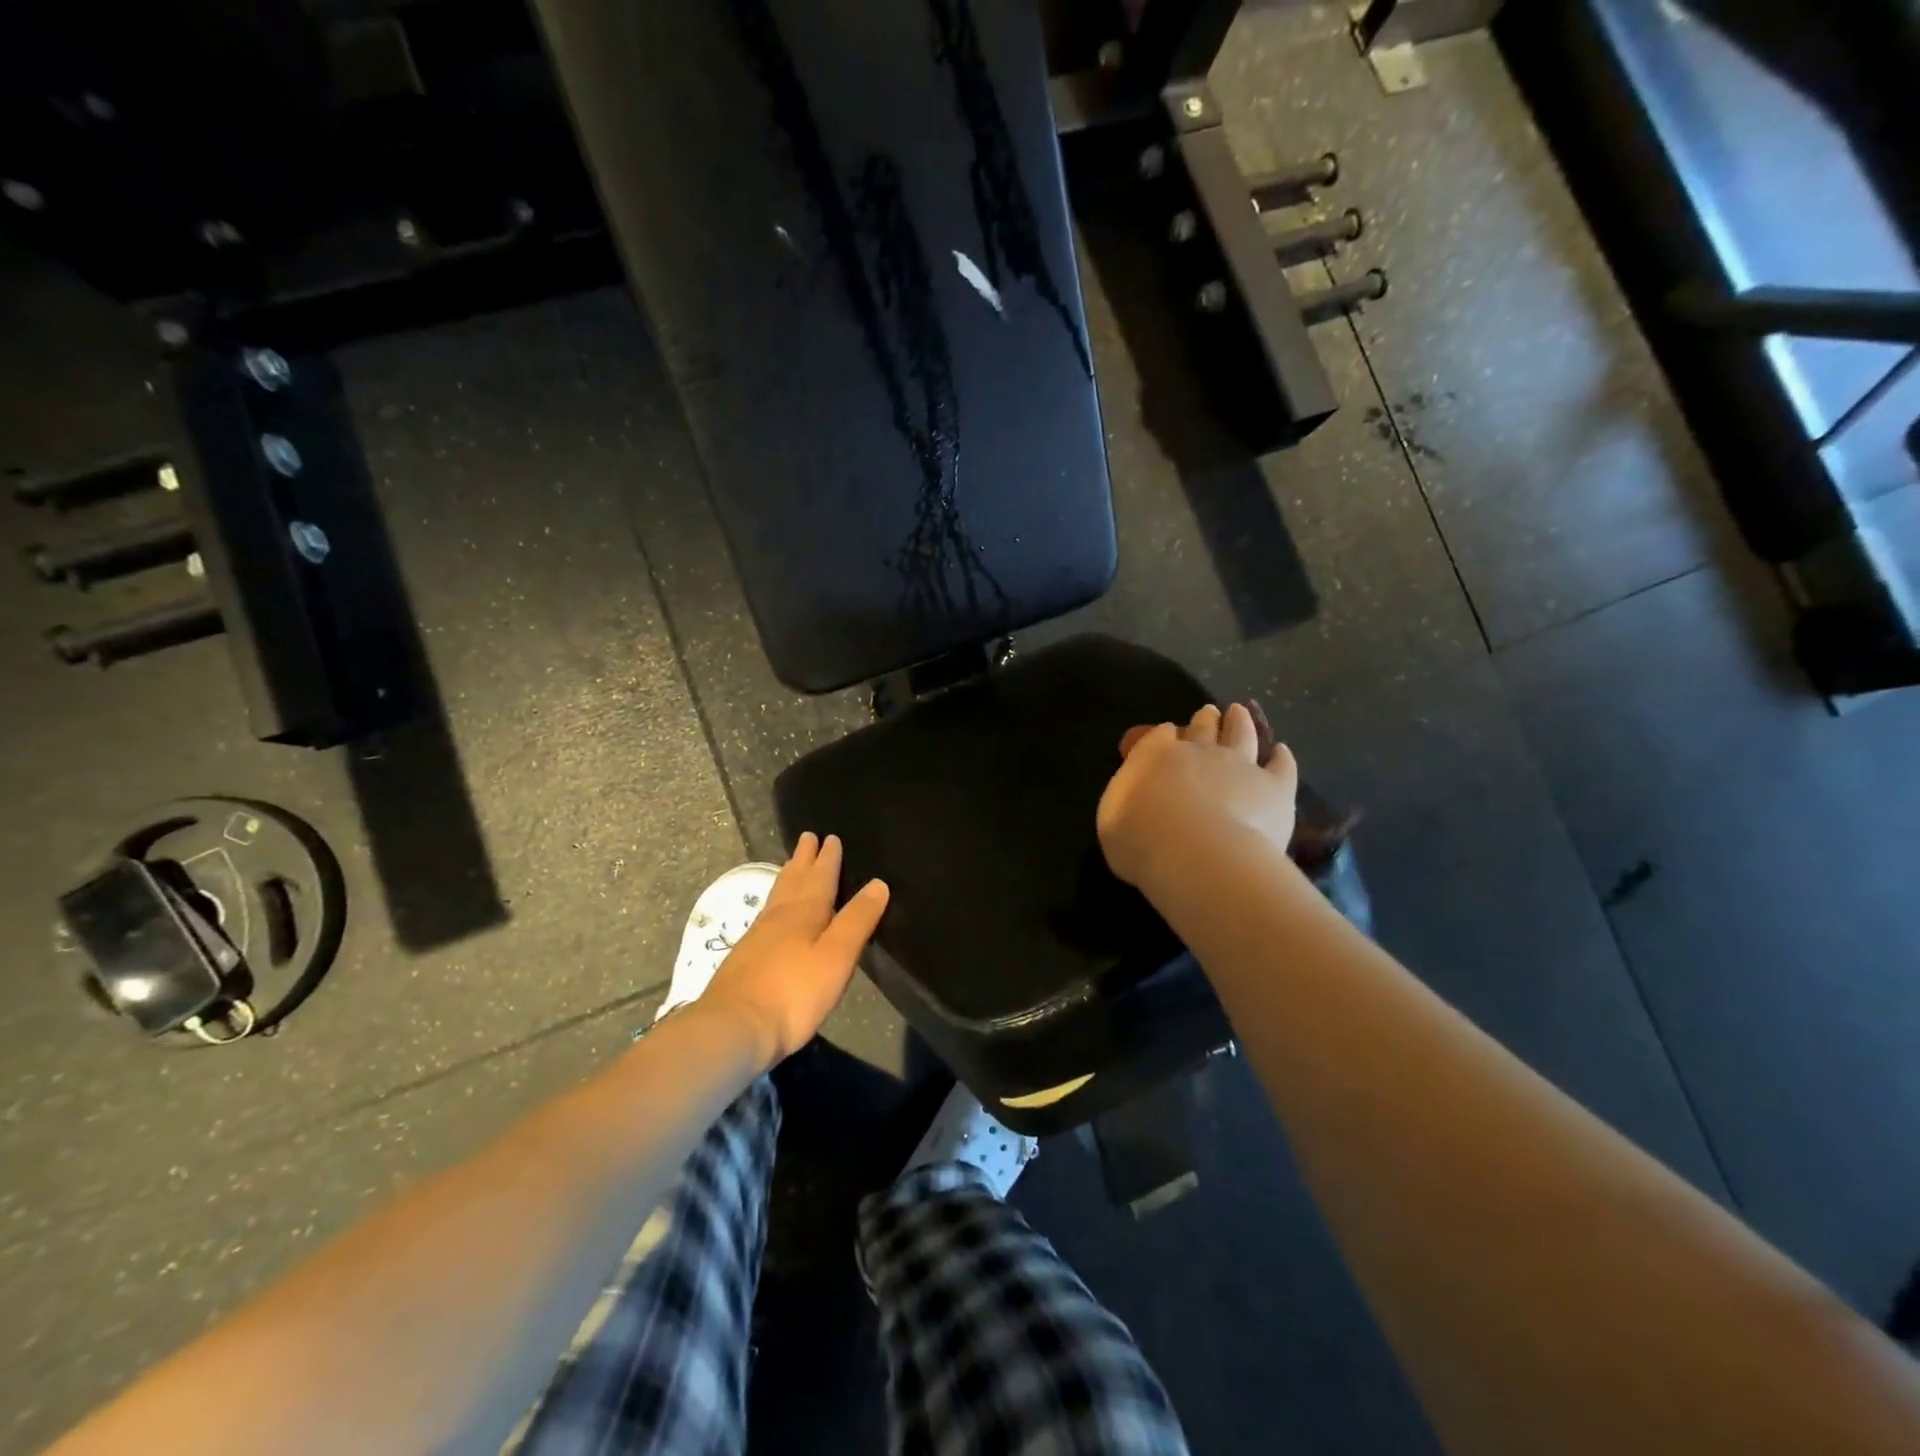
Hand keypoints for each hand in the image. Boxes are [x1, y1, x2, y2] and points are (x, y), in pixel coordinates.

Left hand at [697, 833, 889, 1067]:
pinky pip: (766, 915)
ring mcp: (758, 937)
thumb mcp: (836, 957)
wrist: (733, 1028)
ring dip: (788, 877)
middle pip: (794, 881)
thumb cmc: (794, 993)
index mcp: (805, 913)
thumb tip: (878, 883)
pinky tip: (773, 913)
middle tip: (807, 837)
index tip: (830, 837)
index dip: (827, 859)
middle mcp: (779, 917)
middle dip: (804, 860)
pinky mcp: (745, 958)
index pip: (820, 878)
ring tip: (791, 864)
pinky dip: (775, 903)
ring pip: (778, 897)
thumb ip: (857, 920)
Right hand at [1097, 703, 1298, 889]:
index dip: (1165, 734)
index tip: (1167, 734)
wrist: (1194, 853)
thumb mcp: (1112, 818)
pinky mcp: (1275, 787)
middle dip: (1205, 719)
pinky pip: (1281, 766)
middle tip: (1209, 712)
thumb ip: (1128, 800)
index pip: (1160, 735)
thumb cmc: (1139, 838)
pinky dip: (1282, 757)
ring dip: (1241, 722)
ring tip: (1240, 713)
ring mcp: (1240, 765)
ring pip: (1242, 734)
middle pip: (1203, 727)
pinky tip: (1282, 752)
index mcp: (1156, 754)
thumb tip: (1138, 796)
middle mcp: (1199, 750)